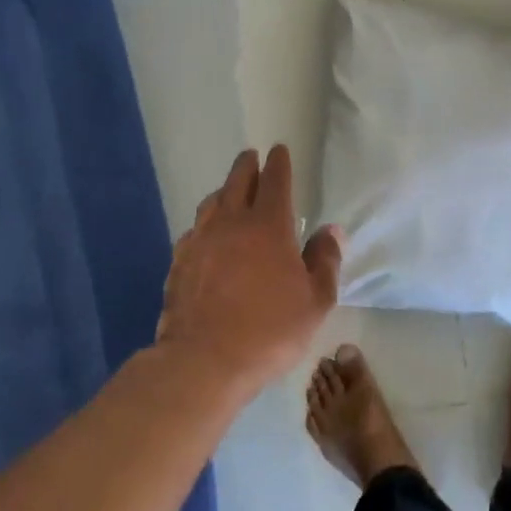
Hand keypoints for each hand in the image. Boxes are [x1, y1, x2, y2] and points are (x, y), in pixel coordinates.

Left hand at [158, 146, 342, 394]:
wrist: (204, 359)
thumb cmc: (270, 330)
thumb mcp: (315, 301)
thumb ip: (325, 261)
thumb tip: (331, 230)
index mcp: (268, 226)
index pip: (275, 182)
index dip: (279, 164)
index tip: (279, 150)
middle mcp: (230, 224)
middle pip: (237, 182)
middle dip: (247, 166)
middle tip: (252, 157)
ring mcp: (199, 242)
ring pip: (211, 204)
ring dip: (223, 191)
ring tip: (229, 191)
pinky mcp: (179, 264)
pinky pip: (194, 232)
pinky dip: (205, 224)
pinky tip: (206, 235)